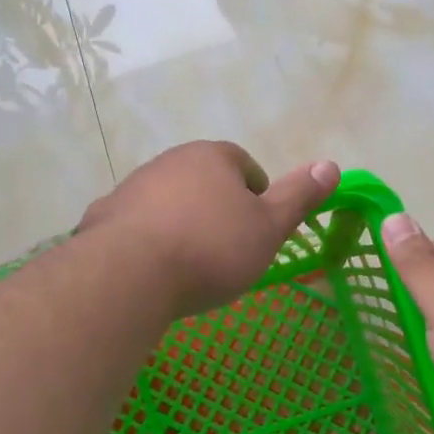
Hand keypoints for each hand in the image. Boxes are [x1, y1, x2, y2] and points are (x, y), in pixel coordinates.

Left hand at [80, 142, 339, 318]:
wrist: (129, 276)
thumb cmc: (211, 249)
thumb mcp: (269, 227)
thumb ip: (299, 196)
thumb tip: (331, 165)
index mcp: (212, 157)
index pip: (244, 164)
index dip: (256, 194)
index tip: (258, 227)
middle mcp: (170, 162)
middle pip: (203, 181)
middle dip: (217, 208)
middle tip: (228, 249)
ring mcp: (132, 187)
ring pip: (168, 202)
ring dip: (181, 223)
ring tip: (190, 265)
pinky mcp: (103, 217)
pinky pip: (135, 226)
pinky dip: (147, 241)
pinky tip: (153, 272)